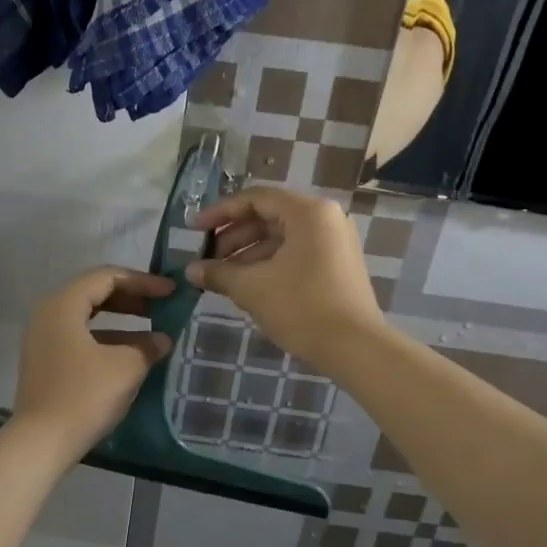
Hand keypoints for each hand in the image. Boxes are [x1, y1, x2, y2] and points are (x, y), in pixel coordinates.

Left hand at [14, 267, 174, 452]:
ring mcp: (43, 339)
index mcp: (63, 304)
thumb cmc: (84, 395)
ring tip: (153, 332)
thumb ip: (148, 347)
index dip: (142, 281)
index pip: (107, 277)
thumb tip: (162, 340)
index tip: (170, 292)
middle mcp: (48, 314)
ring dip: (121, 321)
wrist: (41, 442)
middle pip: (94, 293)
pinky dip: (107, 339)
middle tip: (162, 305)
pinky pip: (80, 338)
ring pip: (87, 317)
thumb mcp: (126, 367)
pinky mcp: (45, 361)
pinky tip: (131, 355)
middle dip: (131, 298)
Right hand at [186, 187, 382, 365]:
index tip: (194, 230)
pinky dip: (269, 264)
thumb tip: (191, 271)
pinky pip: (296, 253)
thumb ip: (219, 273)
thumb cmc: (301, 307)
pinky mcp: (337, 265)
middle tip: (207, 259)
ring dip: (248, 254)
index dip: (220, 212)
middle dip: (233, 237)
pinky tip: (247, 285)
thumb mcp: (252, 288)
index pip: (254, 199)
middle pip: (268, 217)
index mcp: (307, 212)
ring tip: (222, 277)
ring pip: (281, 238)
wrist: (355, 348)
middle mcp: (325, 219)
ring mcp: (334, 242)